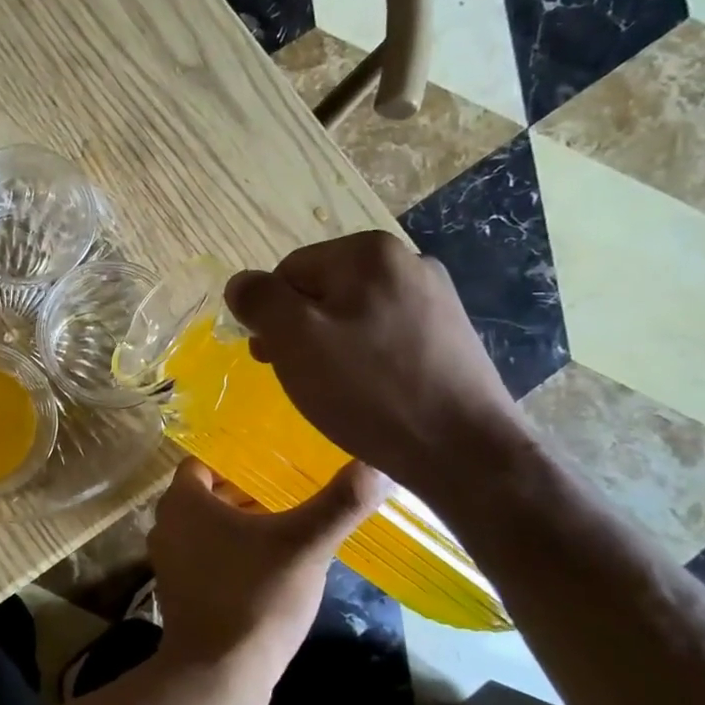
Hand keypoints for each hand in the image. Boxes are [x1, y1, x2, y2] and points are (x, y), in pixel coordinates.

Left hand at [147, 457, 387, 685]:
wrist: (218, 675)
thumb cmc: (256, 596)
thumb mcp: (306, 545)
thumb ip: (341, 503)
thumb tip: (379, 465)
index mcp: (183, 501)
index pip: (206, 462)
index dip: (239, 462)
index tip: (276, 466)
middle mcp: (167, 524)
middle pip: (208, 495)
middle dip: (246, 493)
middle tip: (291, 494)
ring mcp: (169, 561)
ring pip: (207, 528)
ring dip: (240, 526)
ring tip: (286, 528)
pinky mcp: (178, 592)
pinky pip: (205, 557)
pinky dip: (230, 554)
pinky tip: (269, 568)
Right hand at [224, 231, 527, 498]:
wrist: (465, 452)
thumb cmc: (370, 390)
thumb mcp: (295, 340)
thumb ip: (258, 300)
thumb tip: (240, 283)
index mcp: (369, 252)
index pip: (288, 272)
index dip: (272, 316)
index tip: (274, 359)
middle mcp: (407, 261)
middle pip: (321, 290)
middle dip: (300, 331)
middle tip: (300, 376)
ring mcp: (435, 297)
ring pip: (351, 314)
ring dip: (329, 346)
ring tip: (335, 389)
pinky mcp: (449, 334)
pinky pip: (383, 335)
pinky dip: (365, 358)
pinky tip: (369, 391)